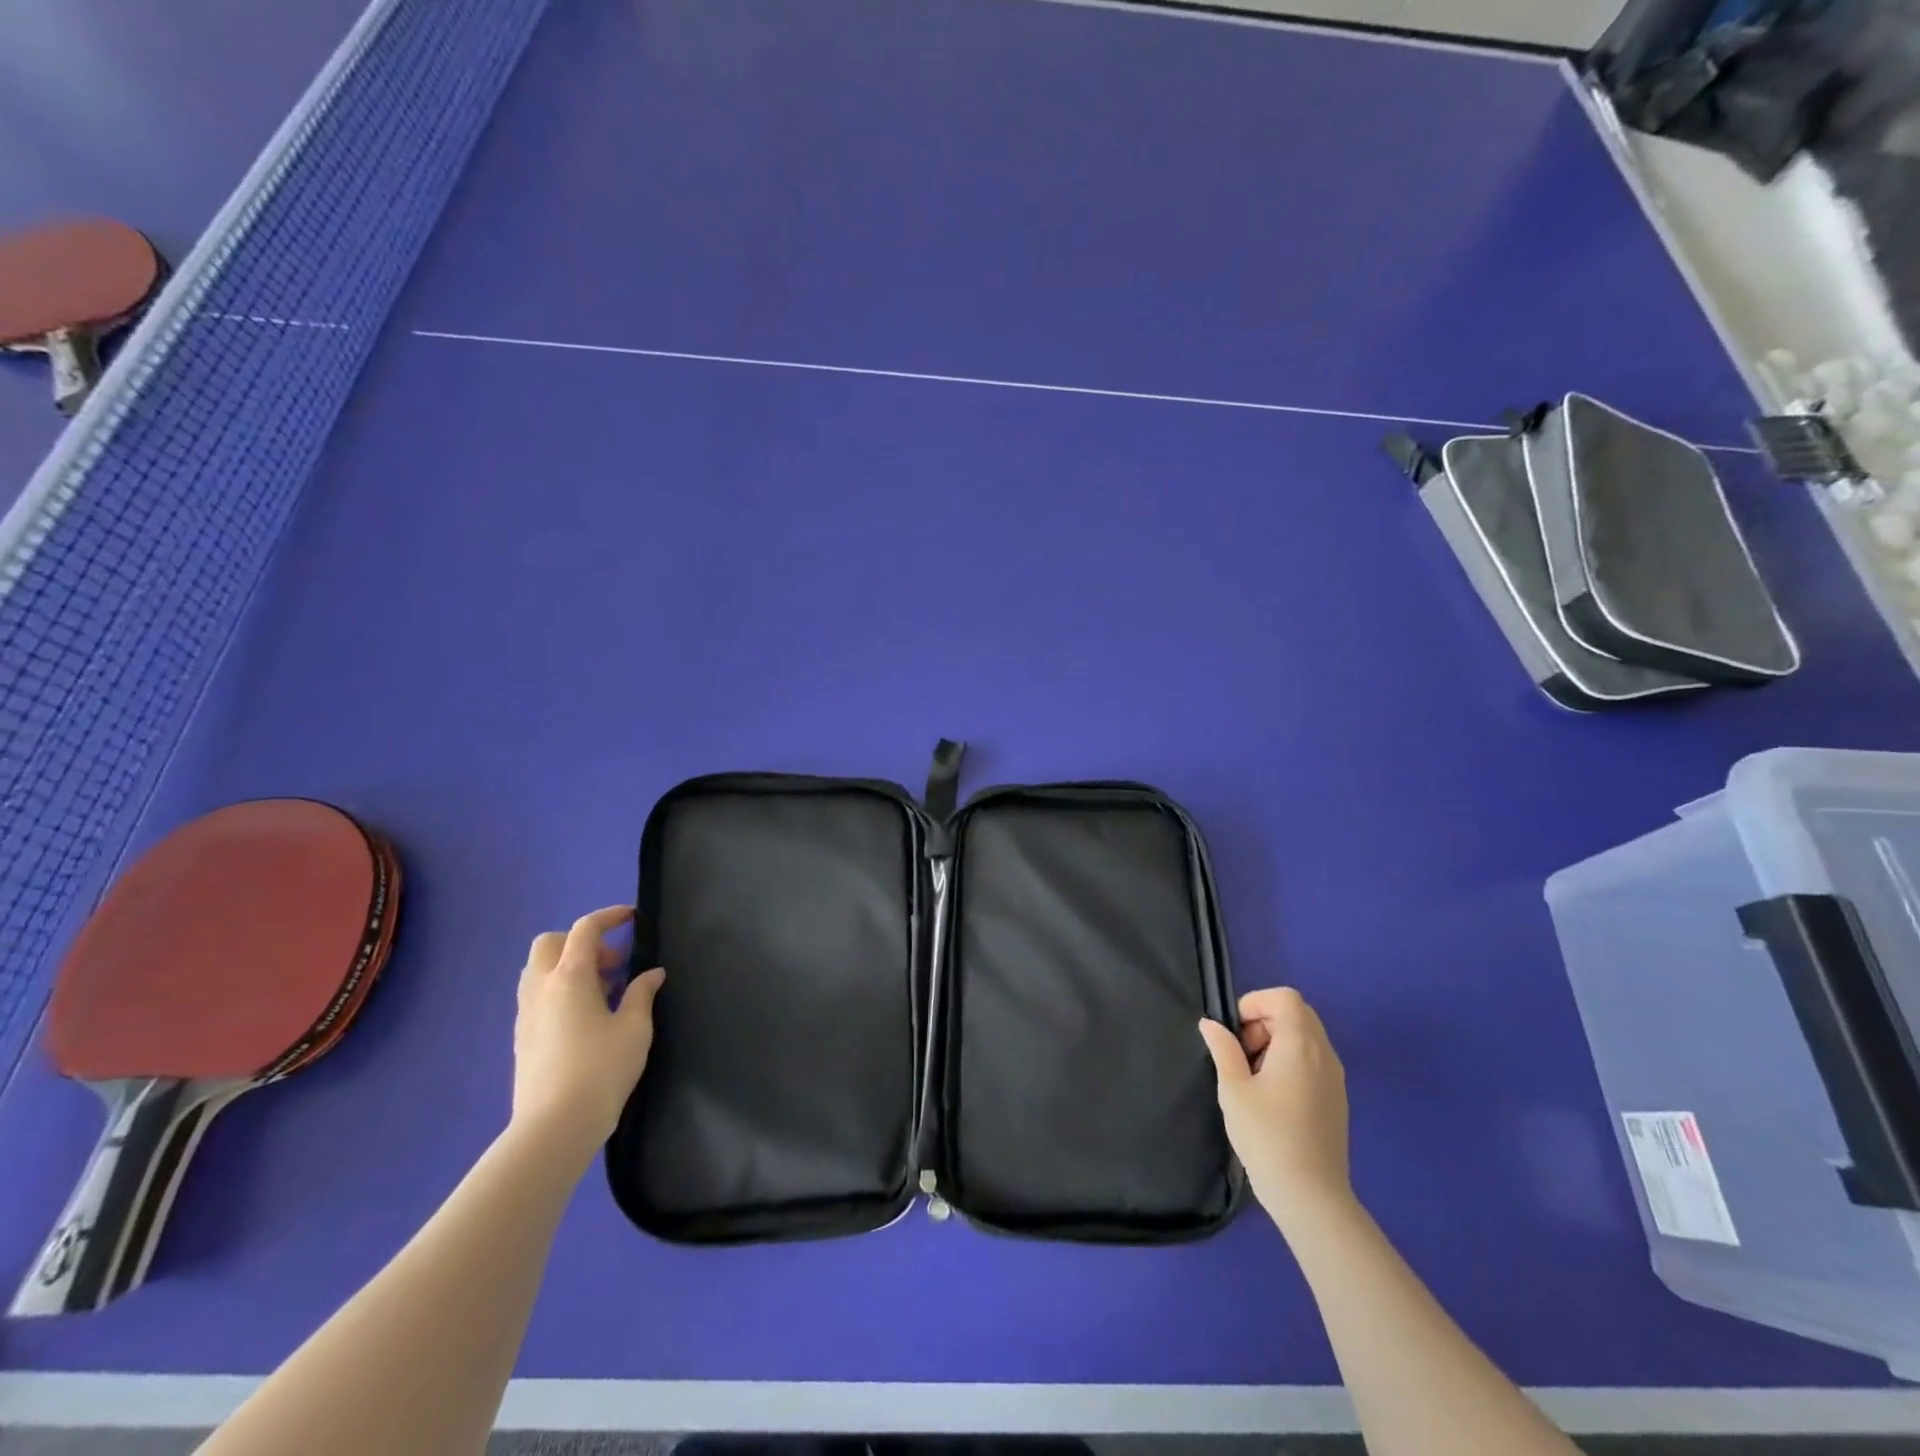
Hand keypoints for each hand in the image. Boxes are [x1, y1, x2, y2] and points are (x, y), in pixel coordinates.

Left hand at [512, 906, 664, 1157]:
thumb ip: (642, 993)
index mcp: (569, 978)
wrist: (554, 1127)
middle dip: (581, 942)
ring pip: (538, 970)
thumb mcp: (635, 1028)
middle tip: (614, 964)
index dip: (609, 917)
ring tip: (603, 991)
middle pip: (550, 943)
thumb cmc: (601, 1070)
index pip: (585, 930)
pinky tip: (586, 1016)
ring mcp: (527, 1014)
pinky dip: (560, 990)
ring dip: (569, 966)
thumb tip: (651, 973)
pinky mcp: (522, 1037)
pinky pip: (537, 995)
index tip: (631, 918)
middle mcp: (541, 988)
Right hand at [1199, 987, 1352, 1232]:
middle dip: (1264, 1022)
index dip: (1255, 1004)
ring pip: (1306, 1037)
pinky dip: (1291, 1062)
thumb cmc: (1267, 1136)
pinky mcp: (1337, 1099)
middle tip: (1242, 1053)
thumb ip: (1223, 1049)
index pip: (1284, 997)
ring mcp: (1335, 1078)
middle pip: (1297, 1013)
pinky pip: (1313, 1060)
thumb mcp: (1233, 1089)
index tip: (1235, 1034)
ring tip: (1253, 1077)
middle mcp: (1324, 1054)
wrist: (1310, 1196)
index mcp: (1300, 1045)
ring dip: (1277, 1042)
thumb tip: (1211, 1024)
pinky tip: (1272, 1096)